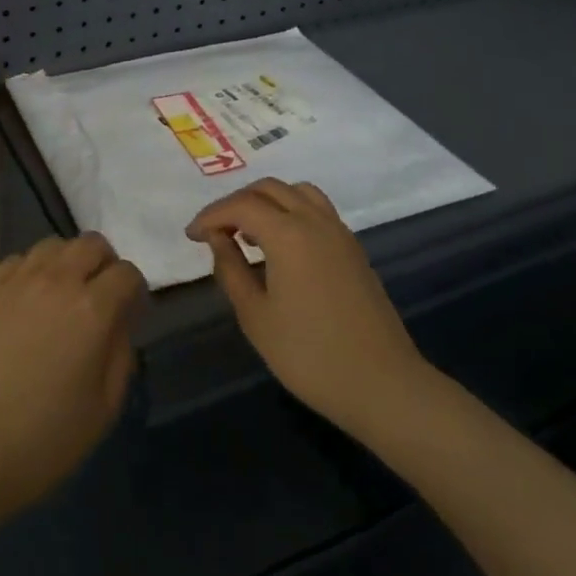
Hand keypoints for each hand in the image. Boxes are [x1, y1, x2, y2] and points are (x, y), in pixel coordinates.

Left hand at [0, 233, 146, 523]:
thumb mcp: (104, 408)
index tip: (131, 314)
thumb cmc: (43, 439)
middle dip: (105, 264)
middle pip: (92, 243)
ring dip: (68, 262)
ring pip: (53, 244)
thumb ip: (121, 354)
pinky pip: (18, 260)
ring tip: (63, 295)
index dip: (135, 291)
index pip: (127, 273)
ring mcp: (17, 280)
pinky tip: (27, 301)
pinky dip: (32, 271)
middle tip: (100, 297)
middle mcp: (57, 280)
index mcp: (92, 309)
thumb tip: (119, 322)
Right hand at [186, 178, 436, 438]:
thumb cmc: (311, 356)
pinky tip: (281, 246)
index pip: (240, 205)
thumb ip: (231, 270)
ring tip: (249, 232)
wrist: (384, 386)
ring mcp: (339, 232)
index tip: (191, 235)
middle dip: (236, 203)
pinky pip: (316, 209)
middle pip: (269, 189)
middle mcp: (314, 220)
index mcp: (288, 233)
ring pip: (296, 192)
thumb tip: (218, 240)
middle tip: (216, 231)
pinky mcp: (353, 248)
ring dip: (267, 202)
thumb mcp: (256, 318)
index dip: (211, 215)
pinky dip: (291, 211)